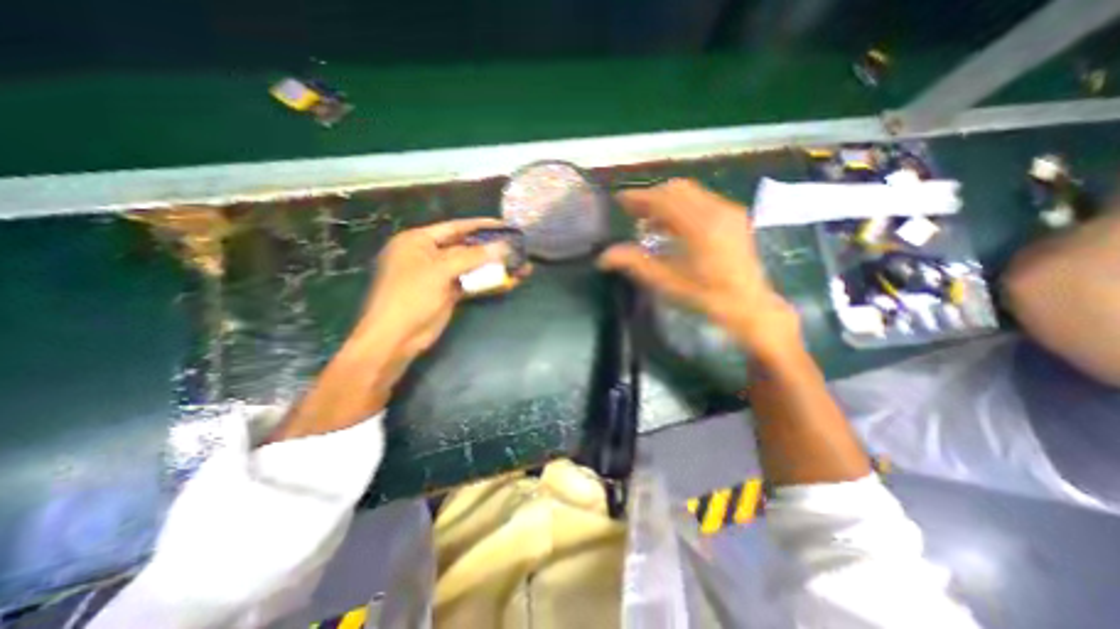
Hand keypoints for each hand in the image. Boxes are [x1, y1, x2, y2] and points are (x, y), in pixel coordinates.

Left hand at [353, 215, 514, 359]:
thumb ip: (473, 257)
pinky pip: (472, 283)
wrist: (397, 337)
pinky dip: (489, 283)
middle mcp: (429, 255)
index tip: (505, 225)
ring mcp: (440, 275)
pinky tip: (509, 282)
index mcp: (418, 241)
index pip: (455, 227)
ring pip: (472, 267)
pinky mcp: (449, 293)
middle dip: (492, 248)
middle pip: (466, 247)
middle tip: (517, 246)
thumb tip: (503, 247)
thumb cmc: (411, 296)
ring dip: (495, 267)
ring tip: (520, 265)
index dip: (481, 226)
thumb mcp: (440, 270)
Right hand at [598, 180, 800, 360]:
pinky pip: (701, 200)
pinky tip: (671, 226)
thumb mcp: (668, 283)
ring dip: (665, 201)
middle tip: (631, 211)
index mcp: (700, 226)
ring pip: (689, 192)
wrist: (750, 305)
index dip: (638, 197)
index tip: (619, 201)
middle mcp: (717, 210)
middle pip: (676, 188)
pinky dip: (681, 206)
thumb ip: (636, 264)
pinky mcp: (734, 216)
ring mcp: (729, 210)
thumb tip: (604, 257)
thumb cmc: (708, 298)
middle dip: (651, 196)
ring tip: (647, 220)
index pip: (663, 199)